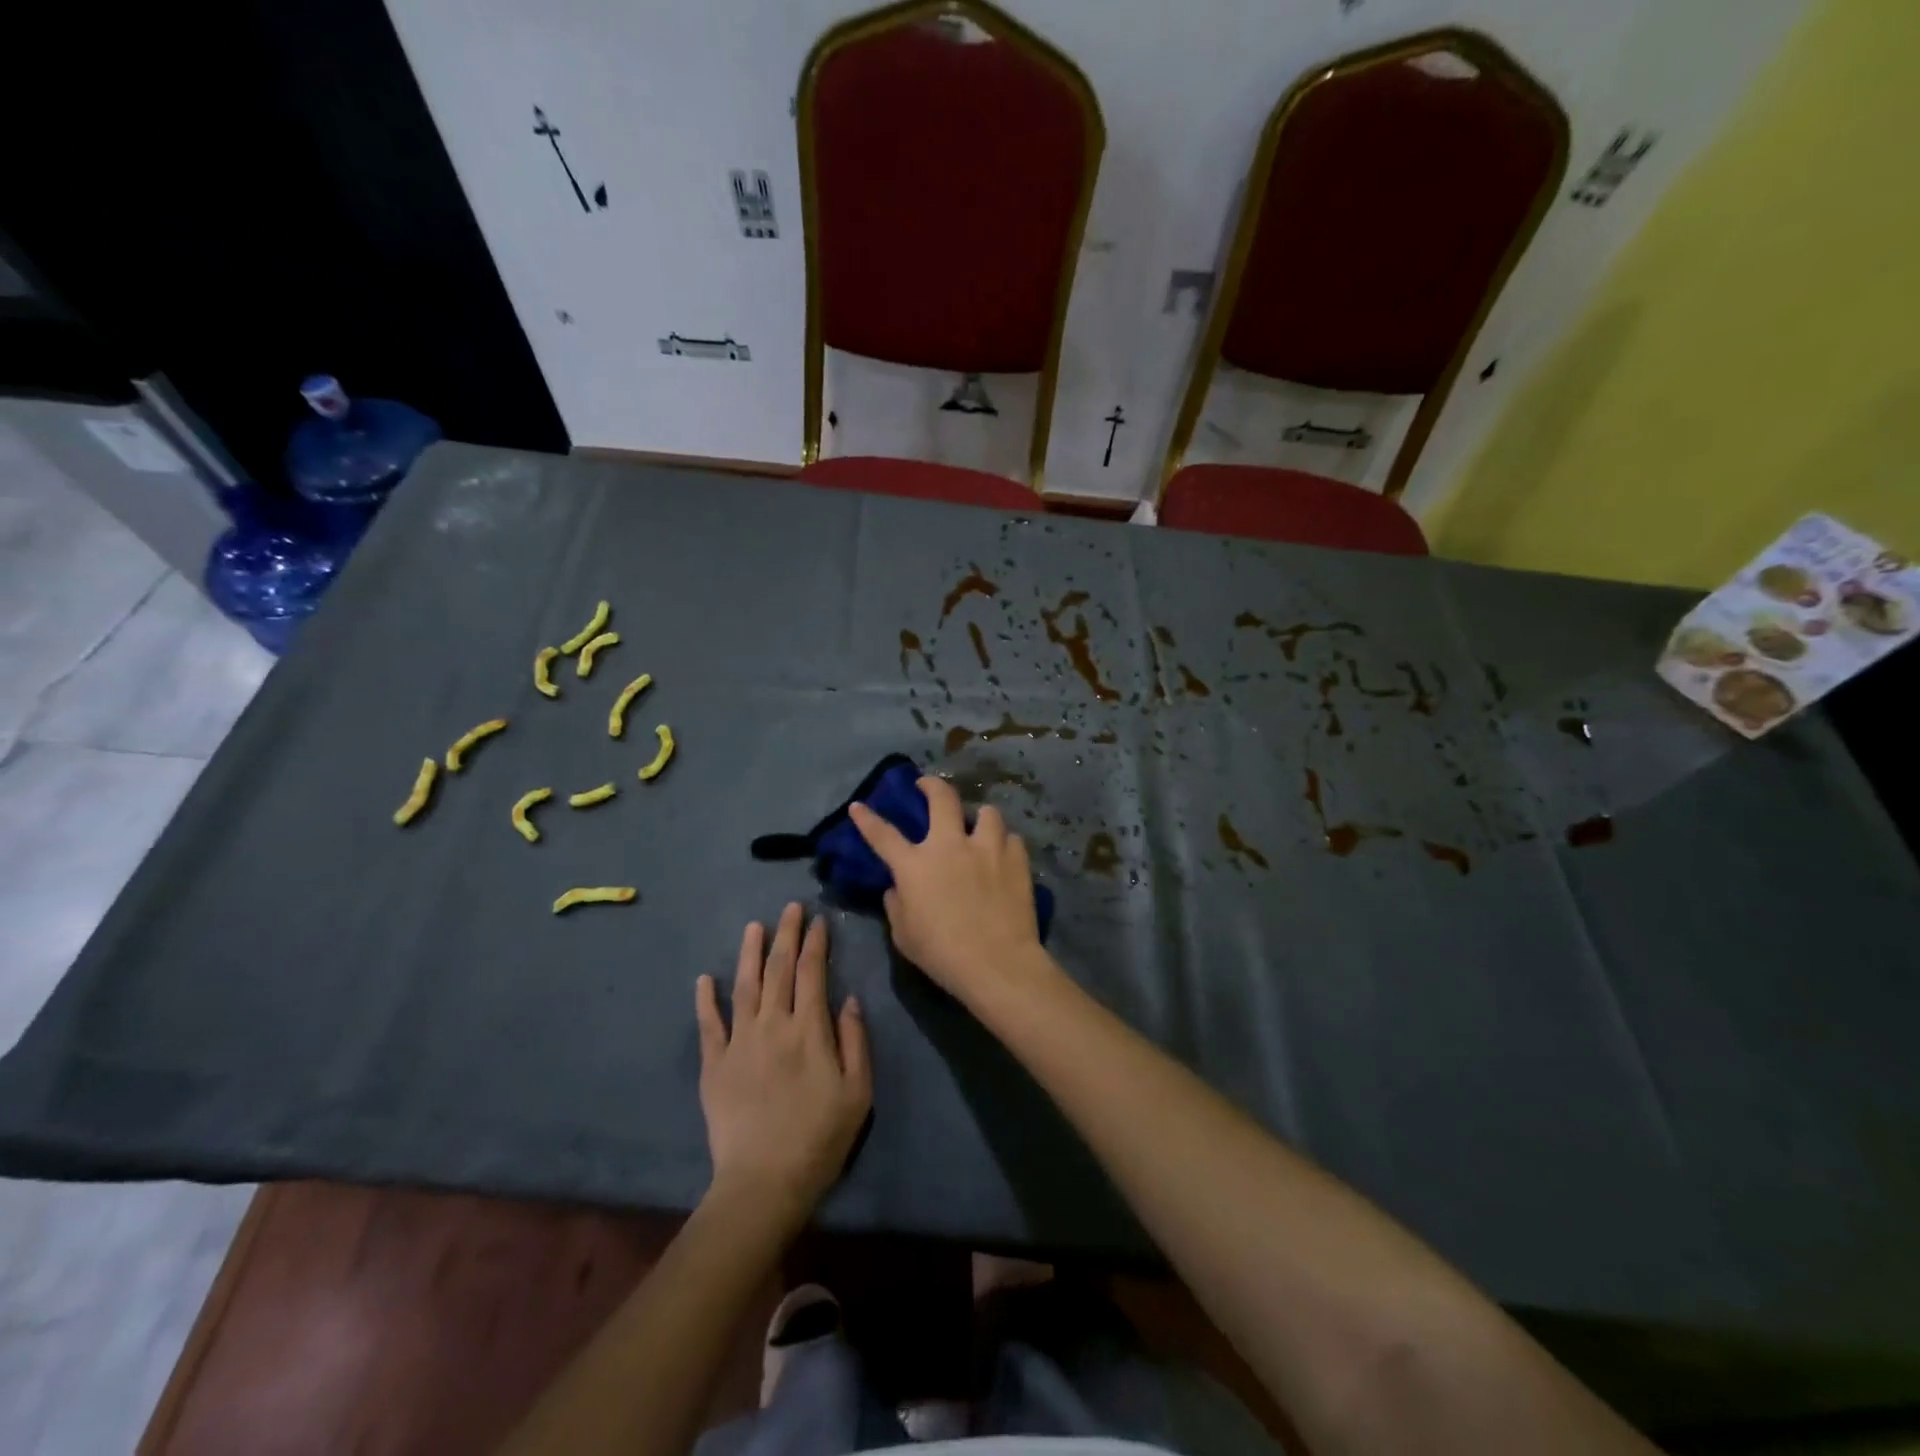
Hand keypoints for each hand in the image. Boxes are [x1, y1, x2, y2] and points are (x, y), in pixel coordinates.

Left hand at [695, 904, 871, 1217]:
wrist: (764, 1182)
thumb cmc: (820, 1137)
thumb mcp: (857, 1092)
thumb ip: (855, 1041)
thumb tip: (849, 999)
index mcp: (808, 1029)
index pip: (812, 972)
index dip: (815, 943)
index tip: (818, 920)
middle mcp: (772, 1025)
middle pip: (778, 969)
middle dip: (785, 934)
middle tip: (789, 908)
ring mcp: (739, 1042)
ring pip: (744, 986)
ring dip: (749, 953)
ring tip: (754, 926)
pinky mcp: (714, 1064)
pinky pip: (708, 1024)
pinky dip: (706, 999)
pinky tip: (704, 978)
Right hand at [849, 776, 1053, 1005]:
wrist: (996, 962)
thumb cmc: (942, 954)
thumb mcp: (904, 935)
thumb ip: (897, 905)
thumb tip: (898, 888)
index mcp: (915, 865)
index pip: (883, 835)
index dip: (867, 819)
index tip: (859, 805)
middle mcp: (950, 845)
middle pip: (941, 798)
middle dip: (931, 785)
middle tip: (927, 786)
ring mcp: (987, 848)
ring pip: (986, 812)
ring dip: (979, 817)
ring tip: (979, 826)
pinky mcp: (1016, 859)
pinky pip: (1011, 839)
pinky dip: (1005, 845)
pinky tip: (1004, 856)